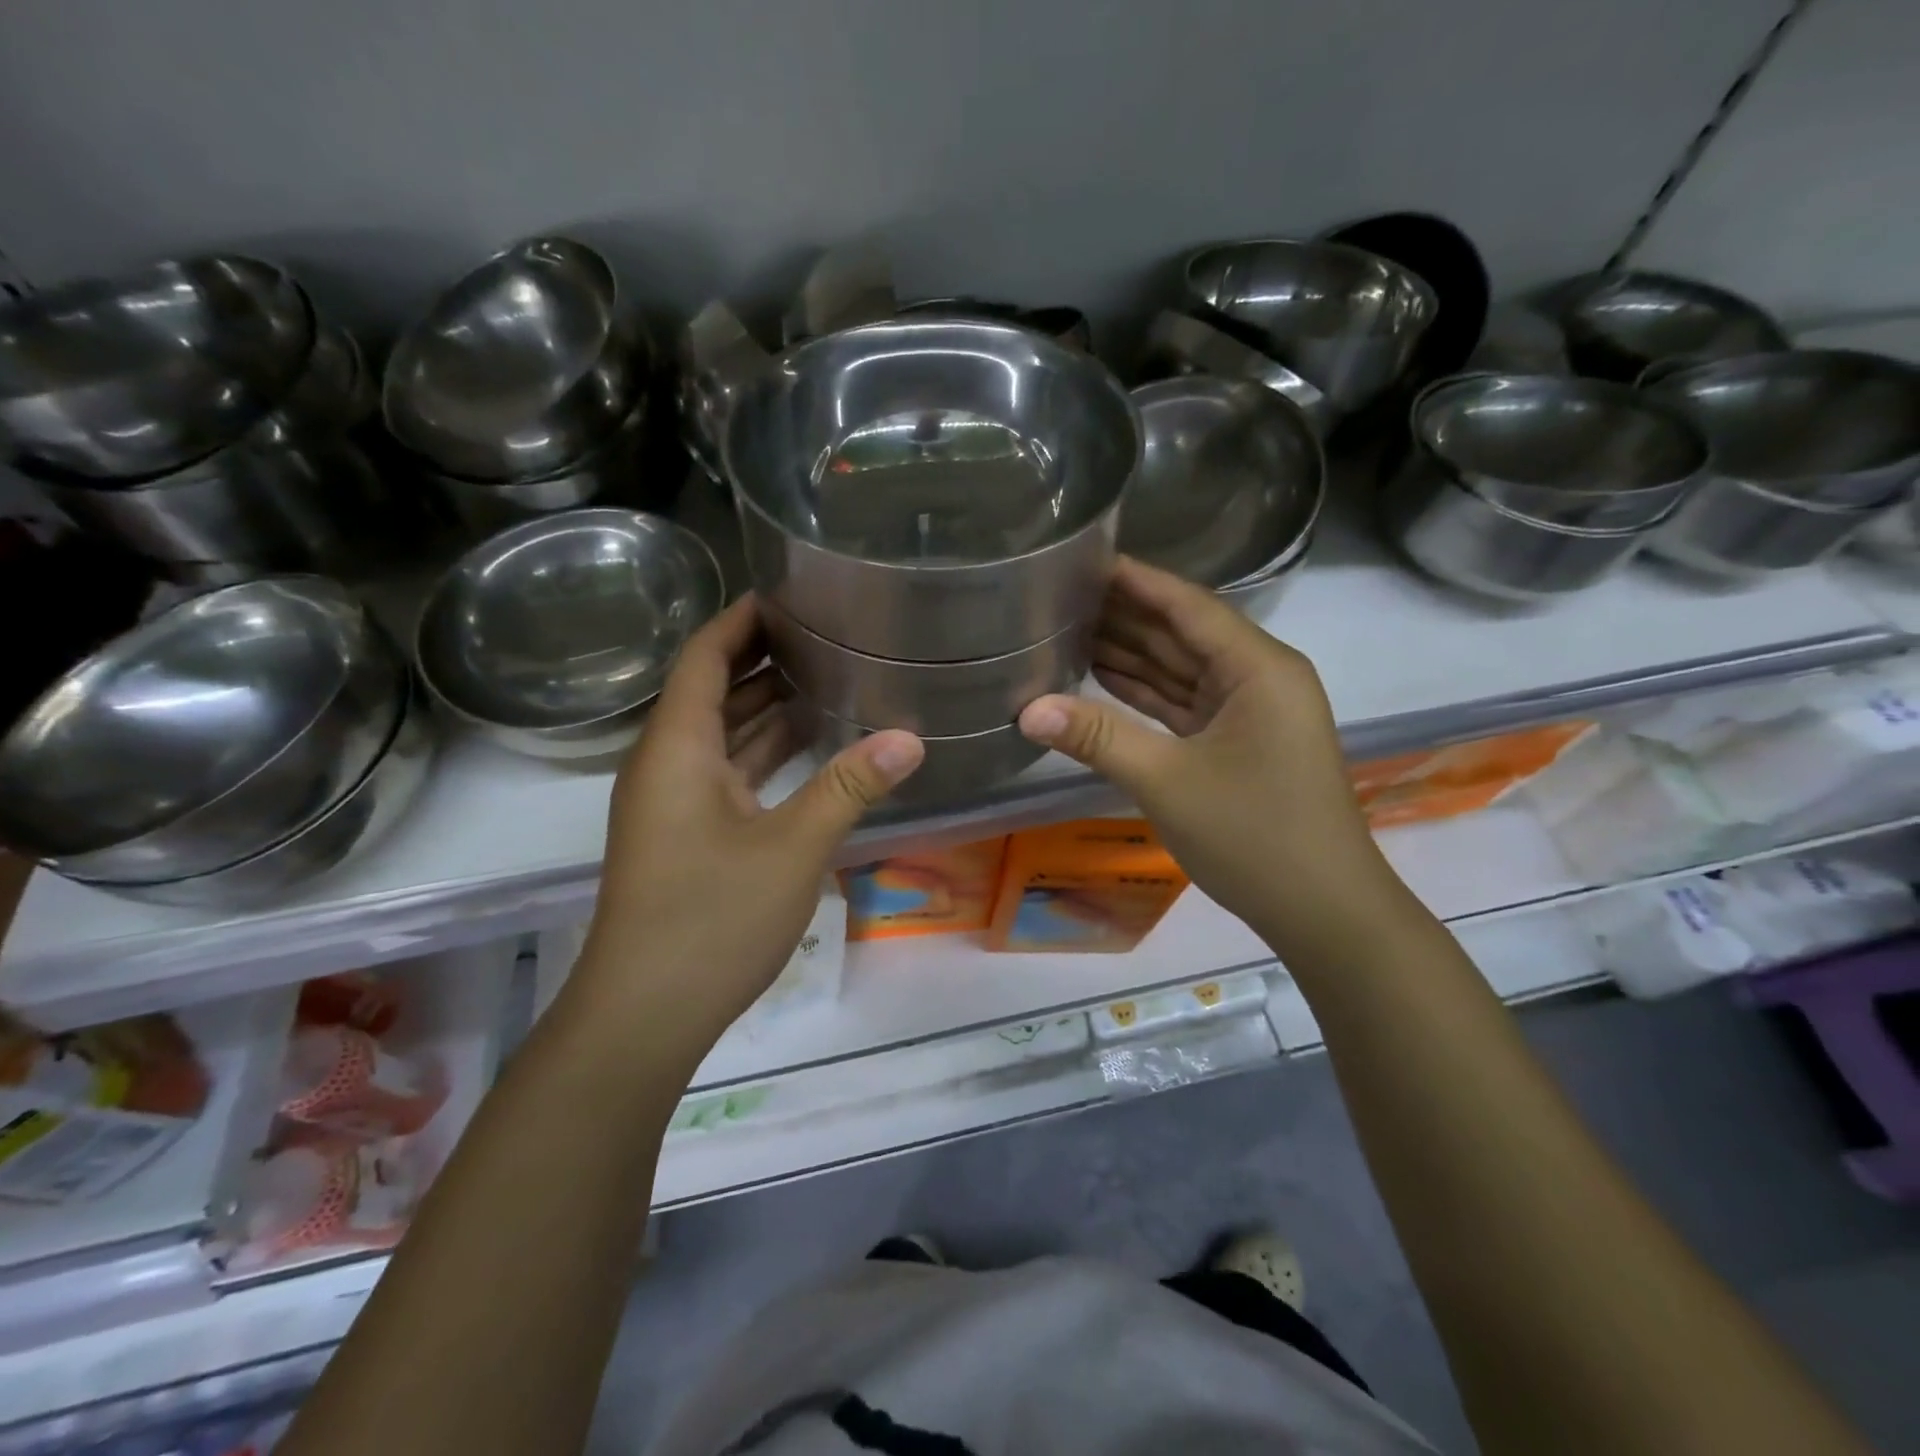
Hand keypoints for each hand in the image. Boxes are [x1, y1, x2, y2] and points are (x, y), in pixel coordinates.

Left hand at [575, 598, 922, 1048]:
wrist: (644, 1015)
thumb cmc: (710, 918)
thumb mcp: (793, 847)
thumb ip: (850, 785)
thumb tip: (911, 737)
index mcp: (677, 748)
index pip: (704, 657)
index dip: (740, 619)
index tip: (790, 593)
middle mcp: (668, 764)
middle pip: (713, 691)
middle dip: (763, 658)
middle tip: (827, 632)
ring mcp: (676, 804)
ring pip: (723, 736)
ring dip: (767, 708)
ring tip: (829, 677)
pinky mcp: (688, 836)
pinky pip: (729, 774)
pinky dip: (765, 754)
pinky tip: (811, 748)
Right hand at [1017, 558, 1398, 962]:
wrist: (1322, 910)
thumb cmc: (1254, 836)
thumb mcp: (1167, 782)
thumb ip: (1097, 738)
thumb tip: (1027, 710)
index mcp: (1257, 668)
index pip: (1187, 605)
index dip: (1134, 580)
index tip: (1082, 558)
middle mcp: (1258, 677)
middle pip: (1182, 632)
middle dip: (1124, 615)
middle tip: (1058, 594)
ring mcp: (1249, 711)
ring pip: (1181, 669)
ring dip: (1130, 653)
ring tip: (1066, 628)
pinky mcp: (1238, 741)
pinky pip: (1184, 703)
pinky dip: (1145, 693)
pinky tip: (1099, 677)